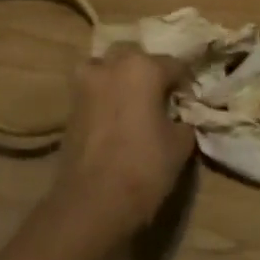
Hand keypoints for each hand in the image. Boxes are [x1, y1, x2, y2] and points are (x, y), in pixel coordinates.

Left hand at [53, 44, 193, 236]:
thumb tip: (180, 117)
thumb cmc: (144, 167)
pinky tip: (115, 118)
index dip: (185, 83)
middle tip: (160, 96)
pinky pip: (92, 90)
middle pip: (135, 57)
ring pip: (106, 67)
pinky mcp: (69, 106)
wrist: (92, 202)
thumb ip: (184, 120)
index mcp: (144, 67)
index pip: (174, 65)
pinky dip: (104, 97)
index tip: (190, 101)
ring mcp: (86, 84)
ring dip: (119, 77)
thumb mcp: (180, 144)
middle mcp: (112, 66)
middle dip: (148, 71)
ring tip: (132, 102)